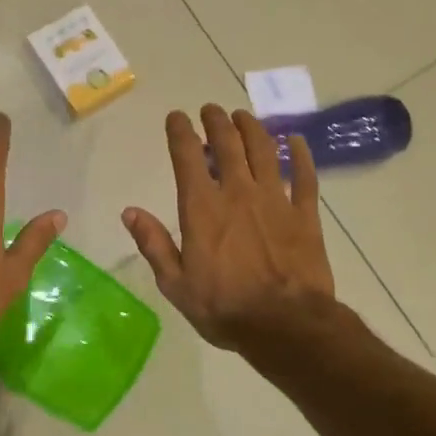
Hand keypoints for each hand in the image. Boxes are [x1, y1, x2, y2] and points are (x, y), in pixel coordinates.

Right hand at [122, 105, 334, 350]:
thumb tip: (129, 212)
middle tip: (211, 110)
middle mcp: (238, 193)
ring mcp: (275, 200)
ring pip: (264, 151)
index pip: (187, 156)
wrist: (285, 325)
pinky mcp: (305, 214)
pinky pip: (305, 176)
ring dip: (252, 128)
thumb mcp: (176, 284)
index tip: (176, 117)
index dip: (180, 131)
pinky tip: (297, 141)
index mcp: (202, 208)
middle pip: (228, 144)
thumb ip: (153, 244)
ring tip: (244, 116)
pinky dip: (300, 155)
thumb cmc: (224, 308)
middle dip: (217, 121)